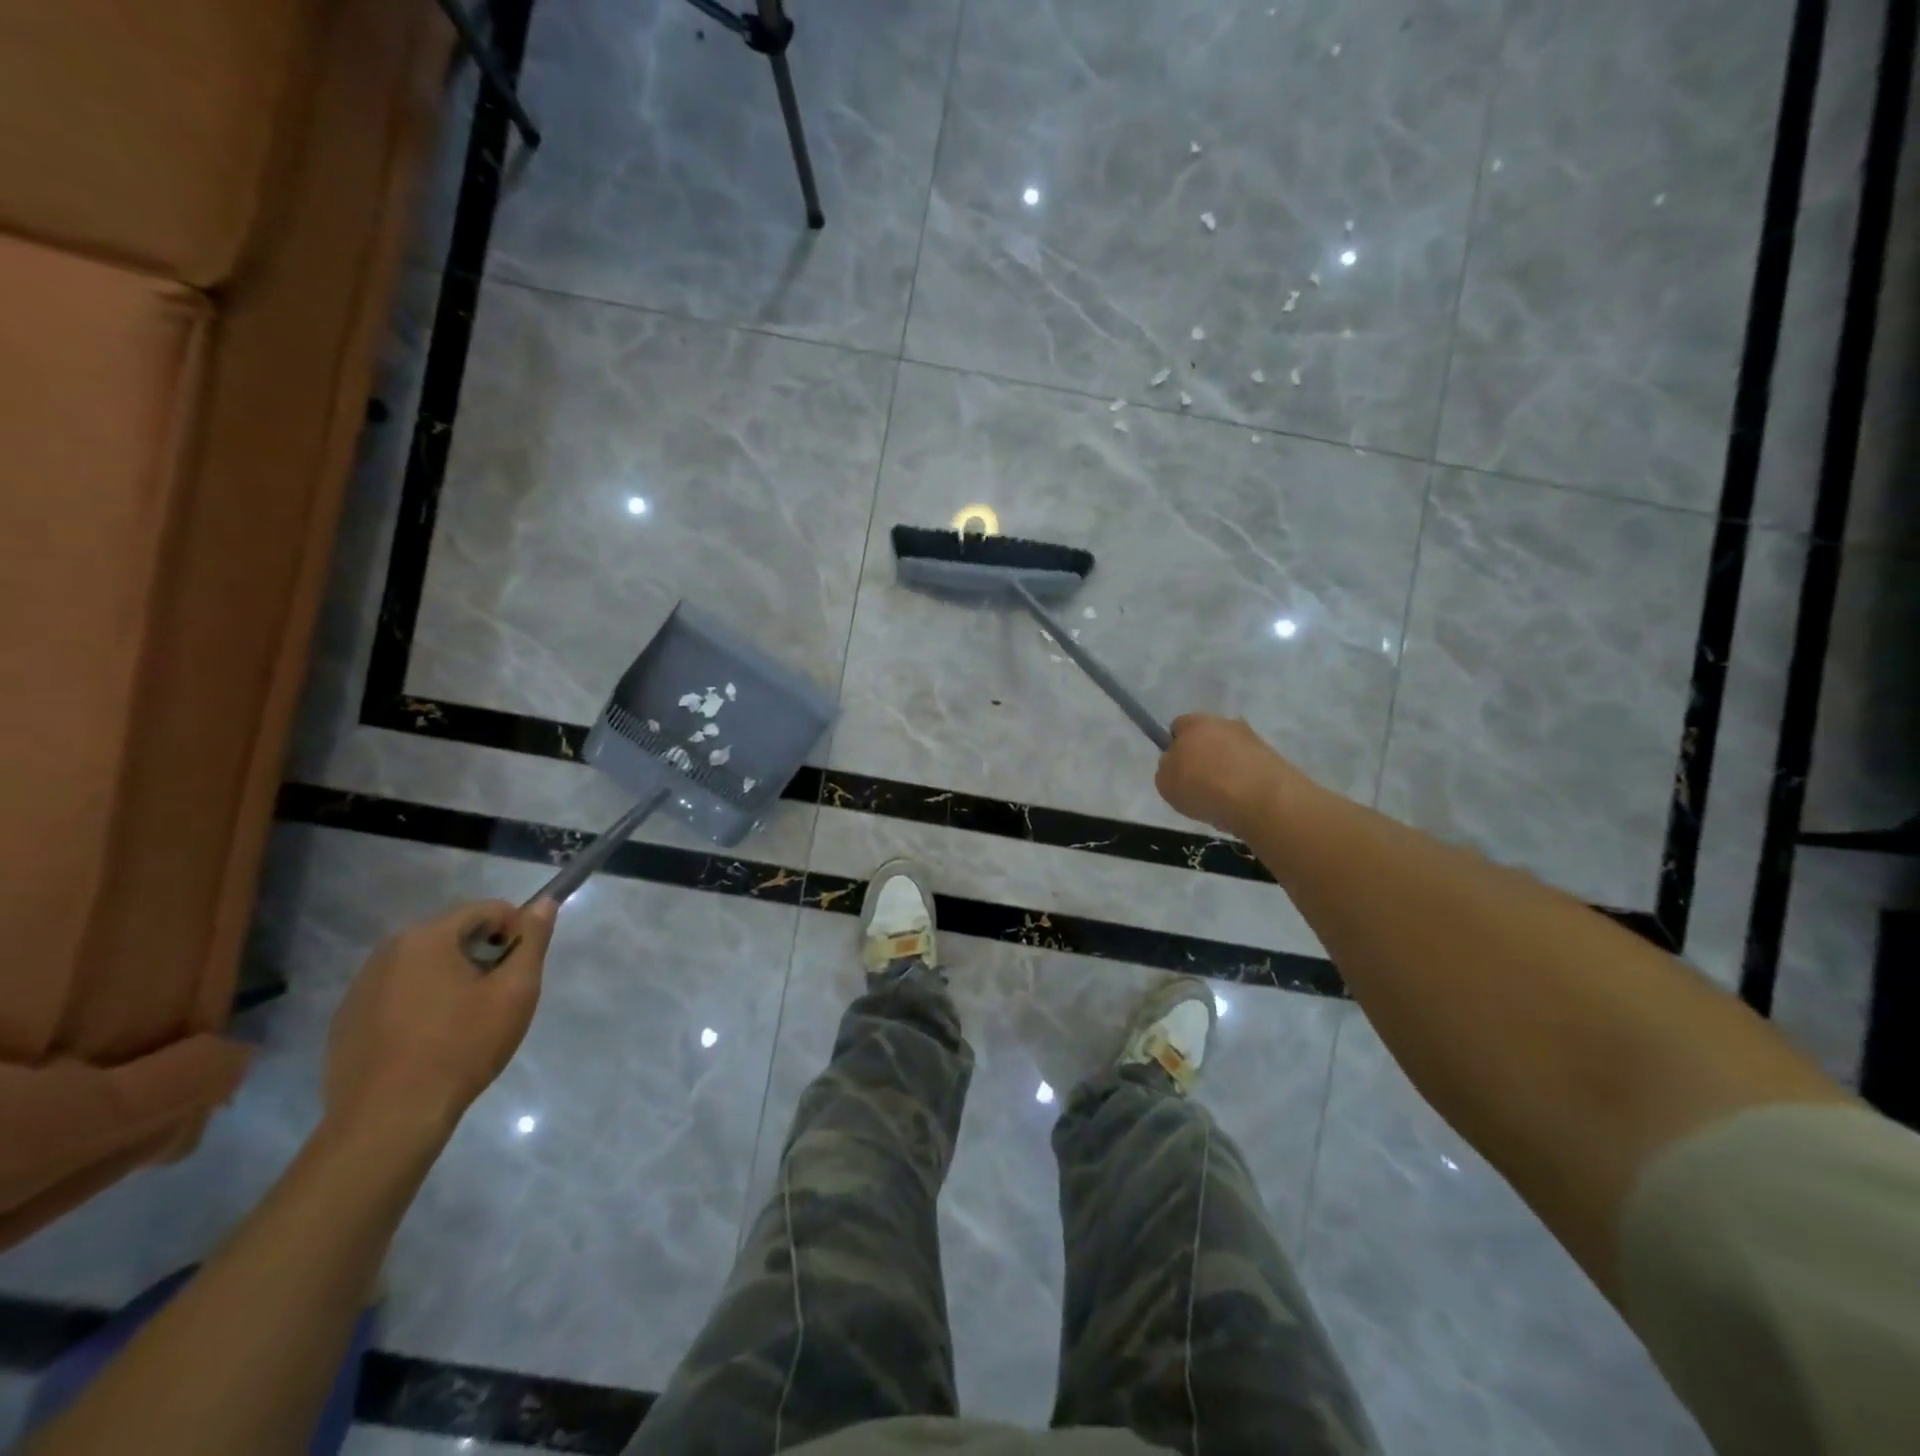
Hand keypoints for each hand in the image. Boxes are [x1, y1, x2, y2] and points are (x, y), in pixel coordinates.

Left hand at [323, 899, 556, 1139]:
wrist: (388, 1121)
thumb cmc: (461, 1048)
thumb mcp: (515, 991)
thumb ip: (532, 941)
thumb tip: (544, 904)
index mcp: (426, 938)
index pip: (487, 909)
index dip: (516, 931)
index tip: (521, 969)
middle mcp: (386, 951)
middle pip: (454, 934)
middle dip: (484, 955)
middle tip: (498, 997)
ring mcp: (360, 987)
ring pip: (425, 965)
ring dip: (453, 978)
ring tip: (466, 1021)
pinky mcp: (347, 1020)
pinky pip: (398, 993)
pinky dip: (422, 1003)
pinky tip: (431, 1041)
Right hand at [1154, 714, 1304, 836]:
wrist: (1261, 799)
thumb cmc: (1204, 788)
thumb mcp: (1166, 784)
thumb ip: (1167, 769)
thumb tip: (1176, 765)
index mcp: (1194, 723)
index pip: (1178, 727)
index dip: (1175, 747)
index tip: (1177, 769)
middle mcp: (1224, 723)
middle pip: (1208, 737)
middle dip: (1203, 755)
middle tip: (1198, 783)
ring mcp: (1252, 738)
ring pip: (1231, 751)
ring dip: (1226, 767)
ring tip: (1222, 797)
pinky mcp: (1273, 757)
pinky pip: (1250, 767)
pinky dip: (1245, 780)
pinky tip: (1242, 801)